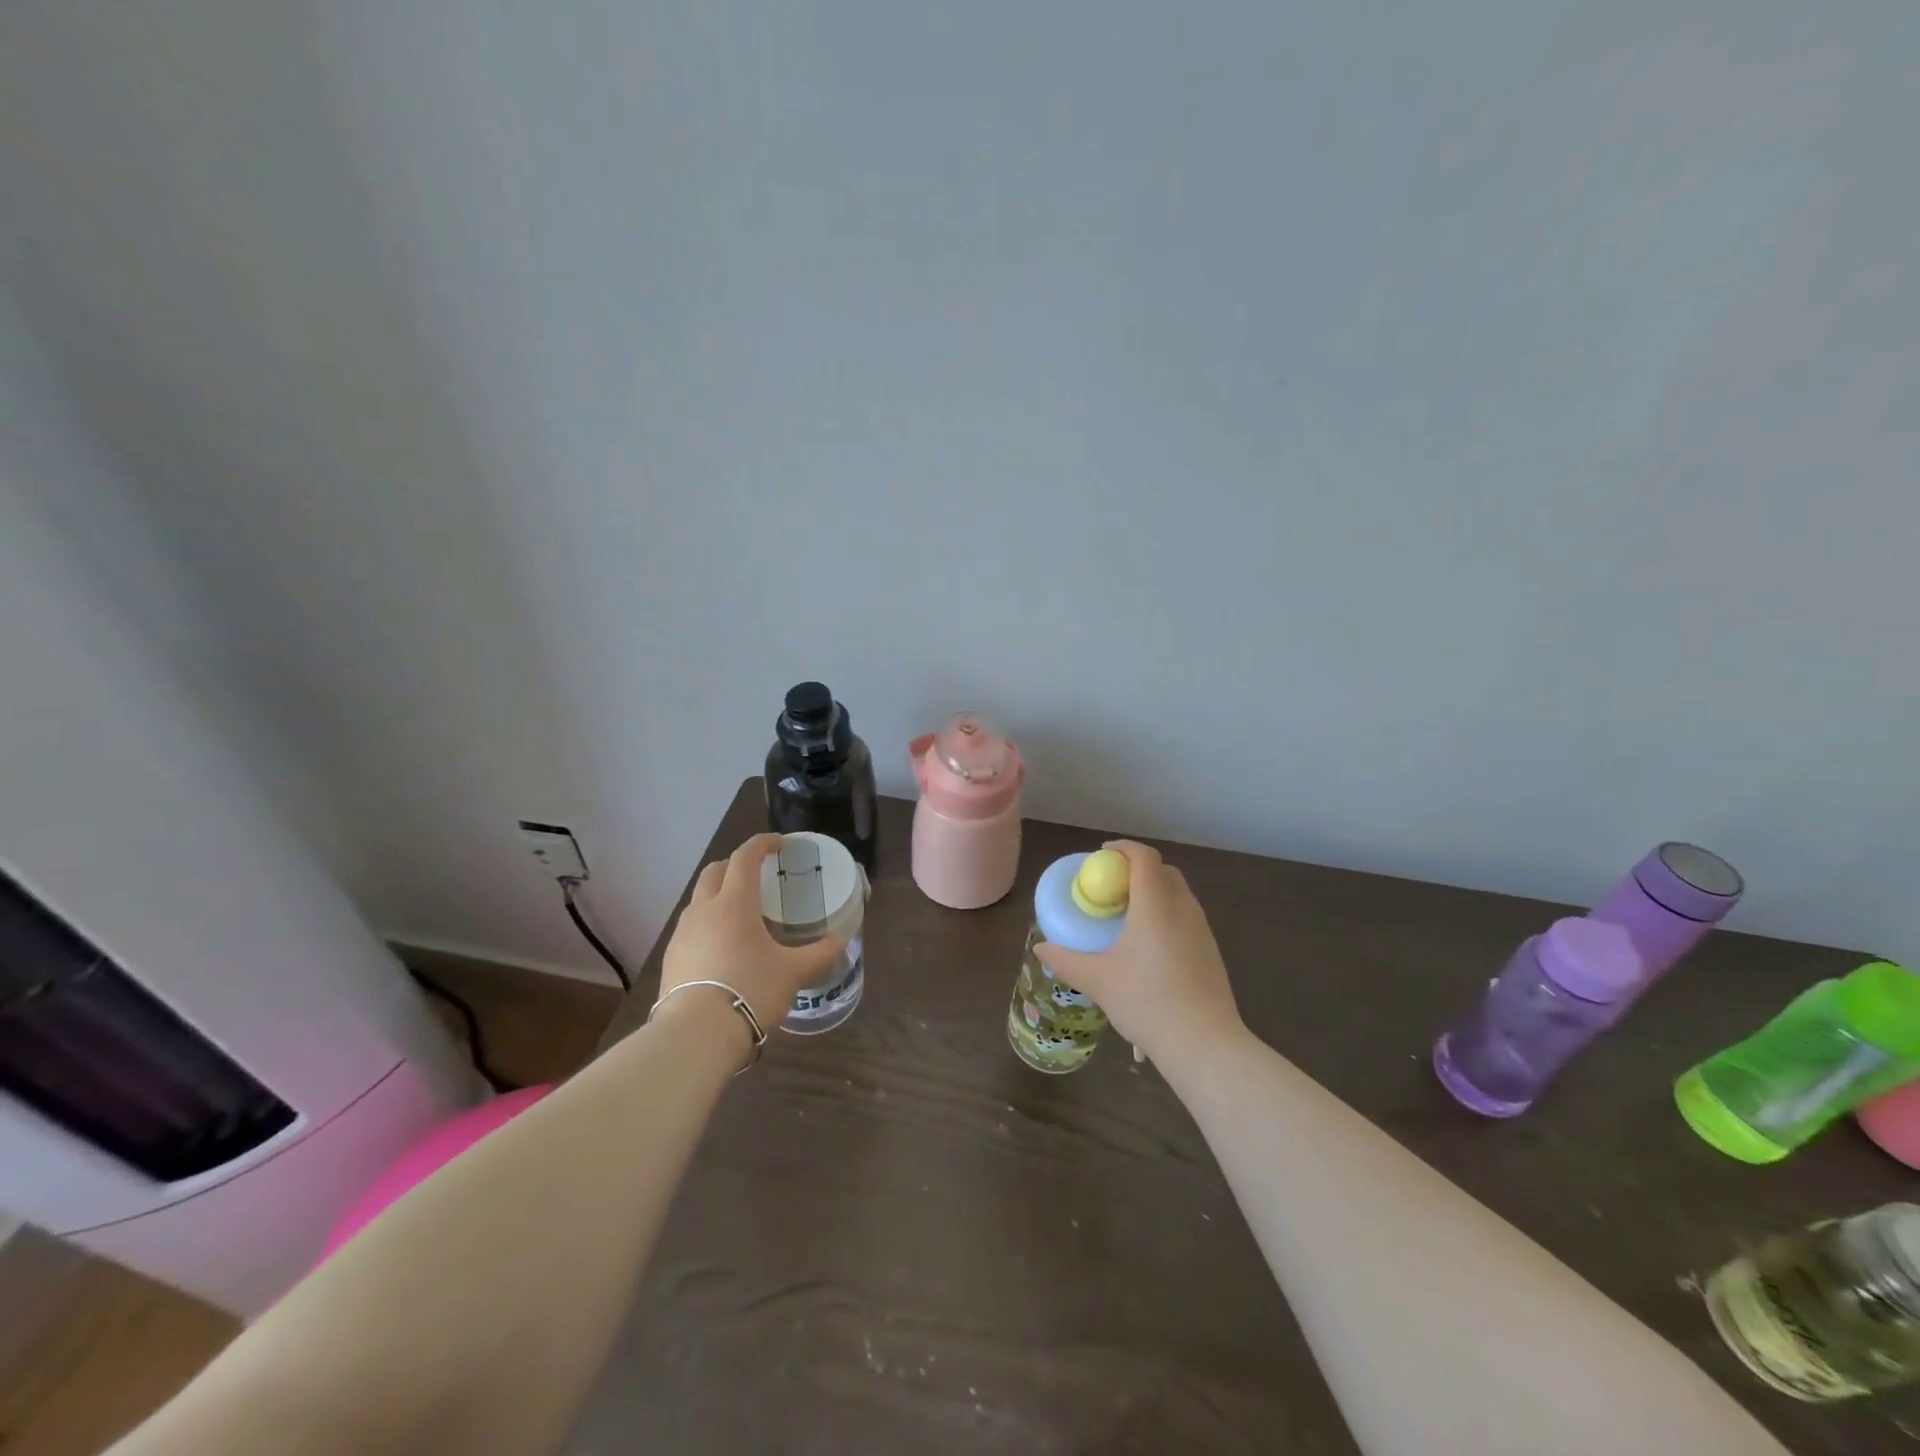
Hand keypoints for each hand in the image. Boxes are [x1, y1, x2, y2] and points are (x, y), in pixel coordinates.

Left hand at [658, 834, 846, 1051]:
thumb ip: (820, 954)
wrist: (695, 1036)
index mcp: (734, 903)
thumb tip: (842, 941)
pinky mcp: (671, 959)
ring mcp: (682, 934)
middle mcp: (704, 910)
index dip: (763, 844)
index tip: (779, 844)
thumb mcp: (793, 973)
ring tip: (742, 914)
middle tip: (758, 875)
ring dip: (719, 895)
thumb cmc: (750, 991)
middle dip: (735, 865)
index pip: (745, 857)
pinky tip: (723, 947)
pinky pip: (691, 928)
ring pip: (699, 900)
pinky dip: (708, 924)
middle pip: (715, 871)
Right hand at [1034, 840, 1244, 1070]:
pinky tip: (1151, 947)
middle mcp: (1183, 908)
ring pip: (1178, 894)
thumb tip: (1041, 948)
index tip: (1102, 856)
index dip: (1123, 849)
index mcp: (1155, 904)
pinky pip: (1187, 917)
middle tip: (1112, 887)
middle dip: (1137, 869)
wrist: (1204, 1043)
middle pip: (1163, 871)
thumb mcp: (1098, 981)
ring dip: (1155, 892)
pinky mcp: (1211, 951)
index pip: (1144, 857)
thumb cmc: (1146, 1002)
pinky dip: (1167, 915)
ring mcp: (1202, 929)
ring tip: (1129, 917)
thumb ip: (1066, 960)